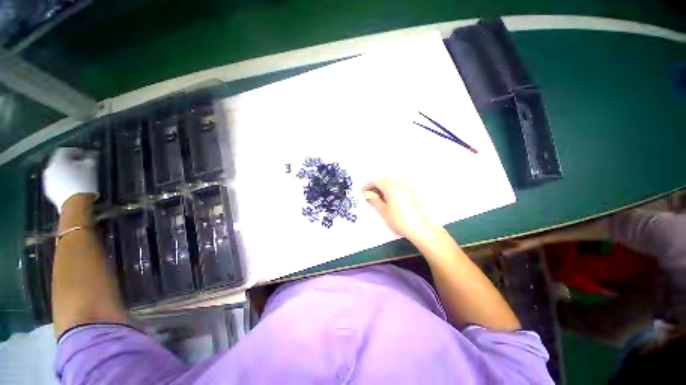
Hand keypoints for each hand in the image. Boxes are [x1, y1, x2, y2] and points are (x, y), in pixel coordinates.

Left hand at [43, 148, 97, 212]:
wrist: (76, 204)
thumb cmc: (84, 183)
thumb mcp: (91, 168)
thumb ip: (91, 159)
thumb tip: (92, 154)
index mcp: (58, 160)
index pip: (65, 150)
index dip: (76, 151)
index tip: (85, 155)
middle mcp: (50, 168)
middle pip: (59, 162)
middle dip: (69, 163)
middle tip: (81, 166)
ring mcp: (47, 181)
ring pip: (57, 172)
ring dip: (66, 172)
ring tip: (77, 177)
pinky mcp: (49, 191)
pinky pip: (56, 182)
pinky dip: (63, 182)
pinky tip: (71, 186)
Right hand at [363, 179, 431, 239]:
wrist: (419, 228)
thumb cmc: (399, 220)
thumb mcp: (383, 211)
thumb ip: (374, 201)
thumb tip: (368, 195)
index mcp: (391, 188)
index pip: (376, 182)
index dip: (368, 186)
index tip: (364, 192)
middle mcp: (400, 185)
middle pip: (384, 181)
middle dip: (376, 186)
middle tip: (370, 195)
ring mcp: (407, 189)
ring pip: (392, 184)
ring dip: (384, 188)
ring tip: (379, 198)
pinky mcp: (412, 194)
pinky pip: (399, 188)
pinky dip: (392, 191)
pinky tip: (390, 200)